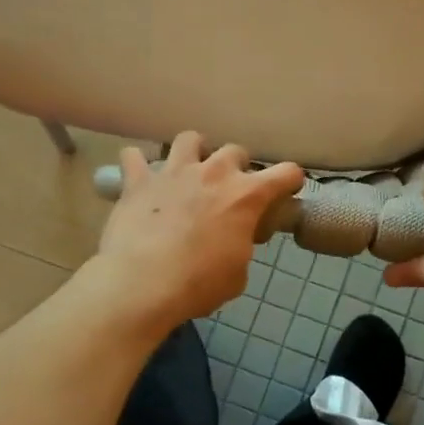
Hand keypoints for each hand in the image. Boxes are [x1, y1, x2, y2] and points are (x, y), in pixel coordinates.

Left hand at [92, 132, 304, 328]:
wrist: (142, 284)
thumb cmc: (199, 284)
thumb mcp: (237, 274)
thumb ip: (241, 247)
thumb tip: (233, 242)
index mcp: (246, 196)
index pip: (286, 173)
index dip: (290, 181)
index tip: (286, 192)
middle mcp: (214, 173)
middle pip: (235, 151)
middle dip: (236, 167)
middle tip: (229, 190)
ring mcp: (174, 172)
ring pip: (189, 139)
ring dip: (193, 152)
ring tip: (189, 171)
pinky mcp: (139, 181)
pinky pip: (134, 157)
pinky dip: (138, 165)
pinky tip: (140, 178)